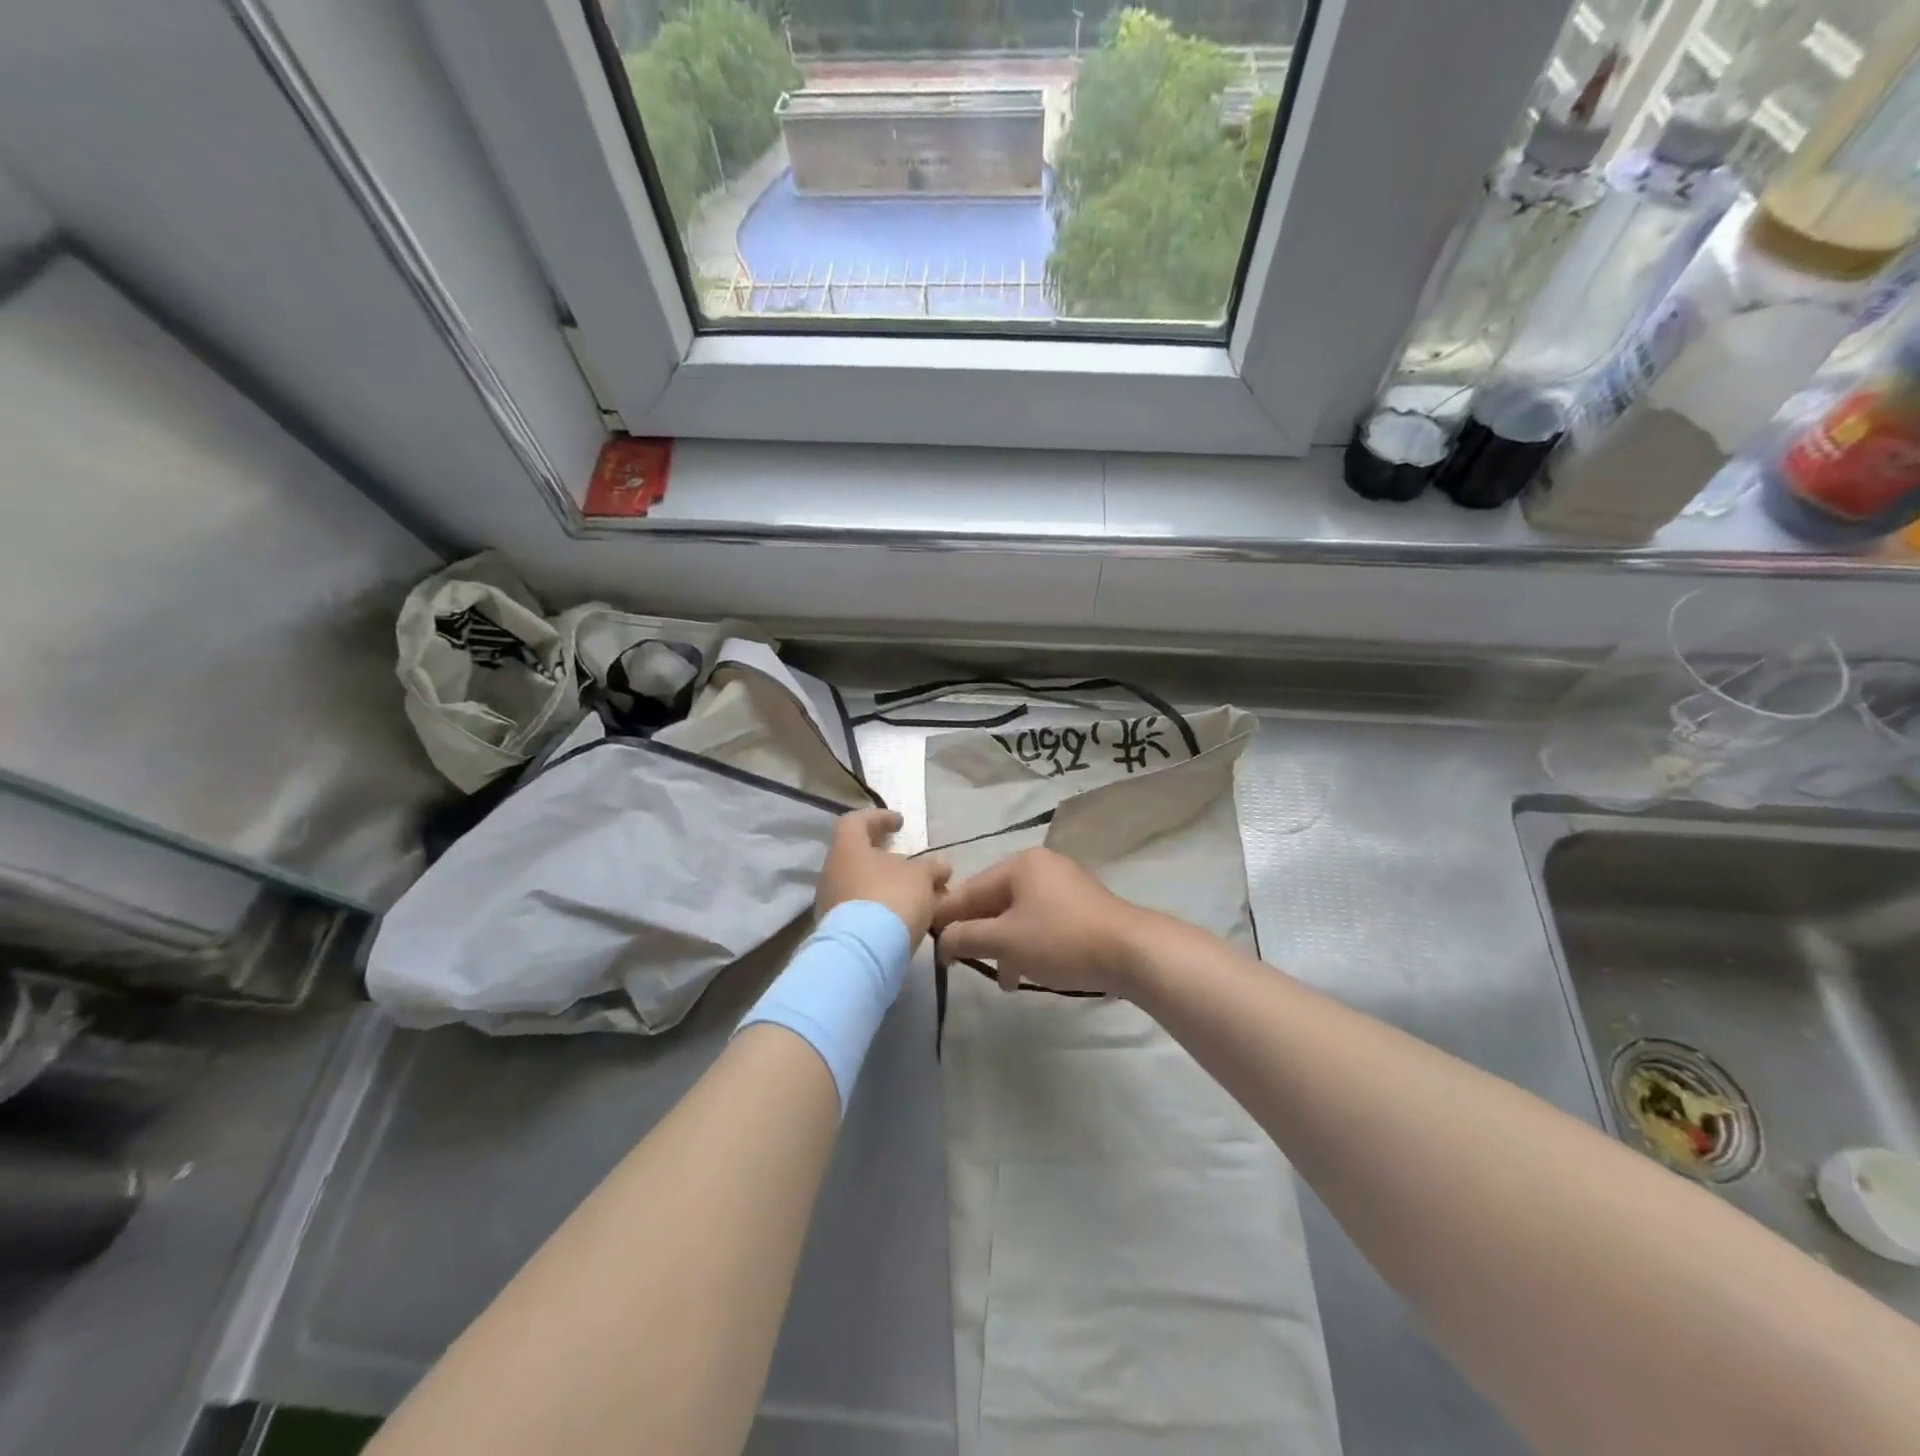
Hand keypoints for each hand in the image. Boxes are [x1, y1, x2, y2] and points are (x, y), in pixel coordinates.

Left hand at [816, 809, 950, 947]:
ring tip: (917, 898)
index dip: (879, 818)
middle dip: (888, 860)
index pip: (857, 821)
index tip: (900, 823)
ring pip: (862, 885)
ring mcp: (830, 902)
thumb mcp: (922, 877)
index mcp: (848, 848)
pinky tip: (904, 919)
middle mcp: (832, 871)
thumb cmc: (891, 899)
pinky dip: (881, 909)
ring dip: (888, 887)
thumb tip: (940, 864)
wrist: (863, 954)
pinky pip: (860, 910)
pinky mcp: (836, 930)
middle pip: (860, 856)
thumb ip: (932, 867)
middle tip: (914, 867)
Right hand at [931, 848, 1152, 995]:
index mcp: (1019, 864)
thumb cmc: (1061, 940)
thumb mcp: (1006, 941)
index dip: (946, 917)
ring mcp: (1062, 886)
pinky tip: (1022, 973)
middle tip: (960, 963)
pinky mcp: (1079, 908)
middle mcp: (1040, 867)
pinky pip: (1038, 922)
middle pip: (993, 900)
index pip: (969, 889)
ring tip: (999, 978)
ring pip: (1016, 915)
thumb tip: (942, 940)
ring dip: (1002, 945)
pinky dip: (1026, 944)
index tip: (929, 944)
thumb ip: (966, 937)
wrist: (1132, 952)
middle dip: (977, 934)